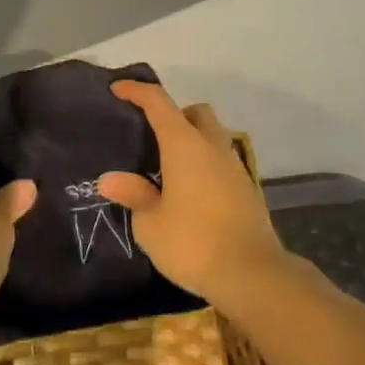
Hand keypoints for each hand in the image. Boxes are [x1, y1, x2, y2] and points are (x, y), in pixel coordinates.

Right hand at [98, 82, 288, 304]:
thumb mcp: (150, 224)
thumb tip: (111, 179)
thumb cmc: (193, 243)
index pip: (158, 102)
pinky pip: (221, 161)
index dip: (137, 91)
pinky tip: (190, 191)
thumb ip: (133, 195)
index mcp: (184, 145)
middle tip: (152, 135)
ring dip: (192, 140)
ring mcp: (234, 167)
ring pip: (213, 136)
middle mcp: (212, 147)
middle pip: (195, 112)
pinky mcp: (247, 190)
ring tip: (168, 167)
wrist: (253, 275)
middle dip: (174, 114)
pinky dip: (205, 164)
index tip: (118, 90)